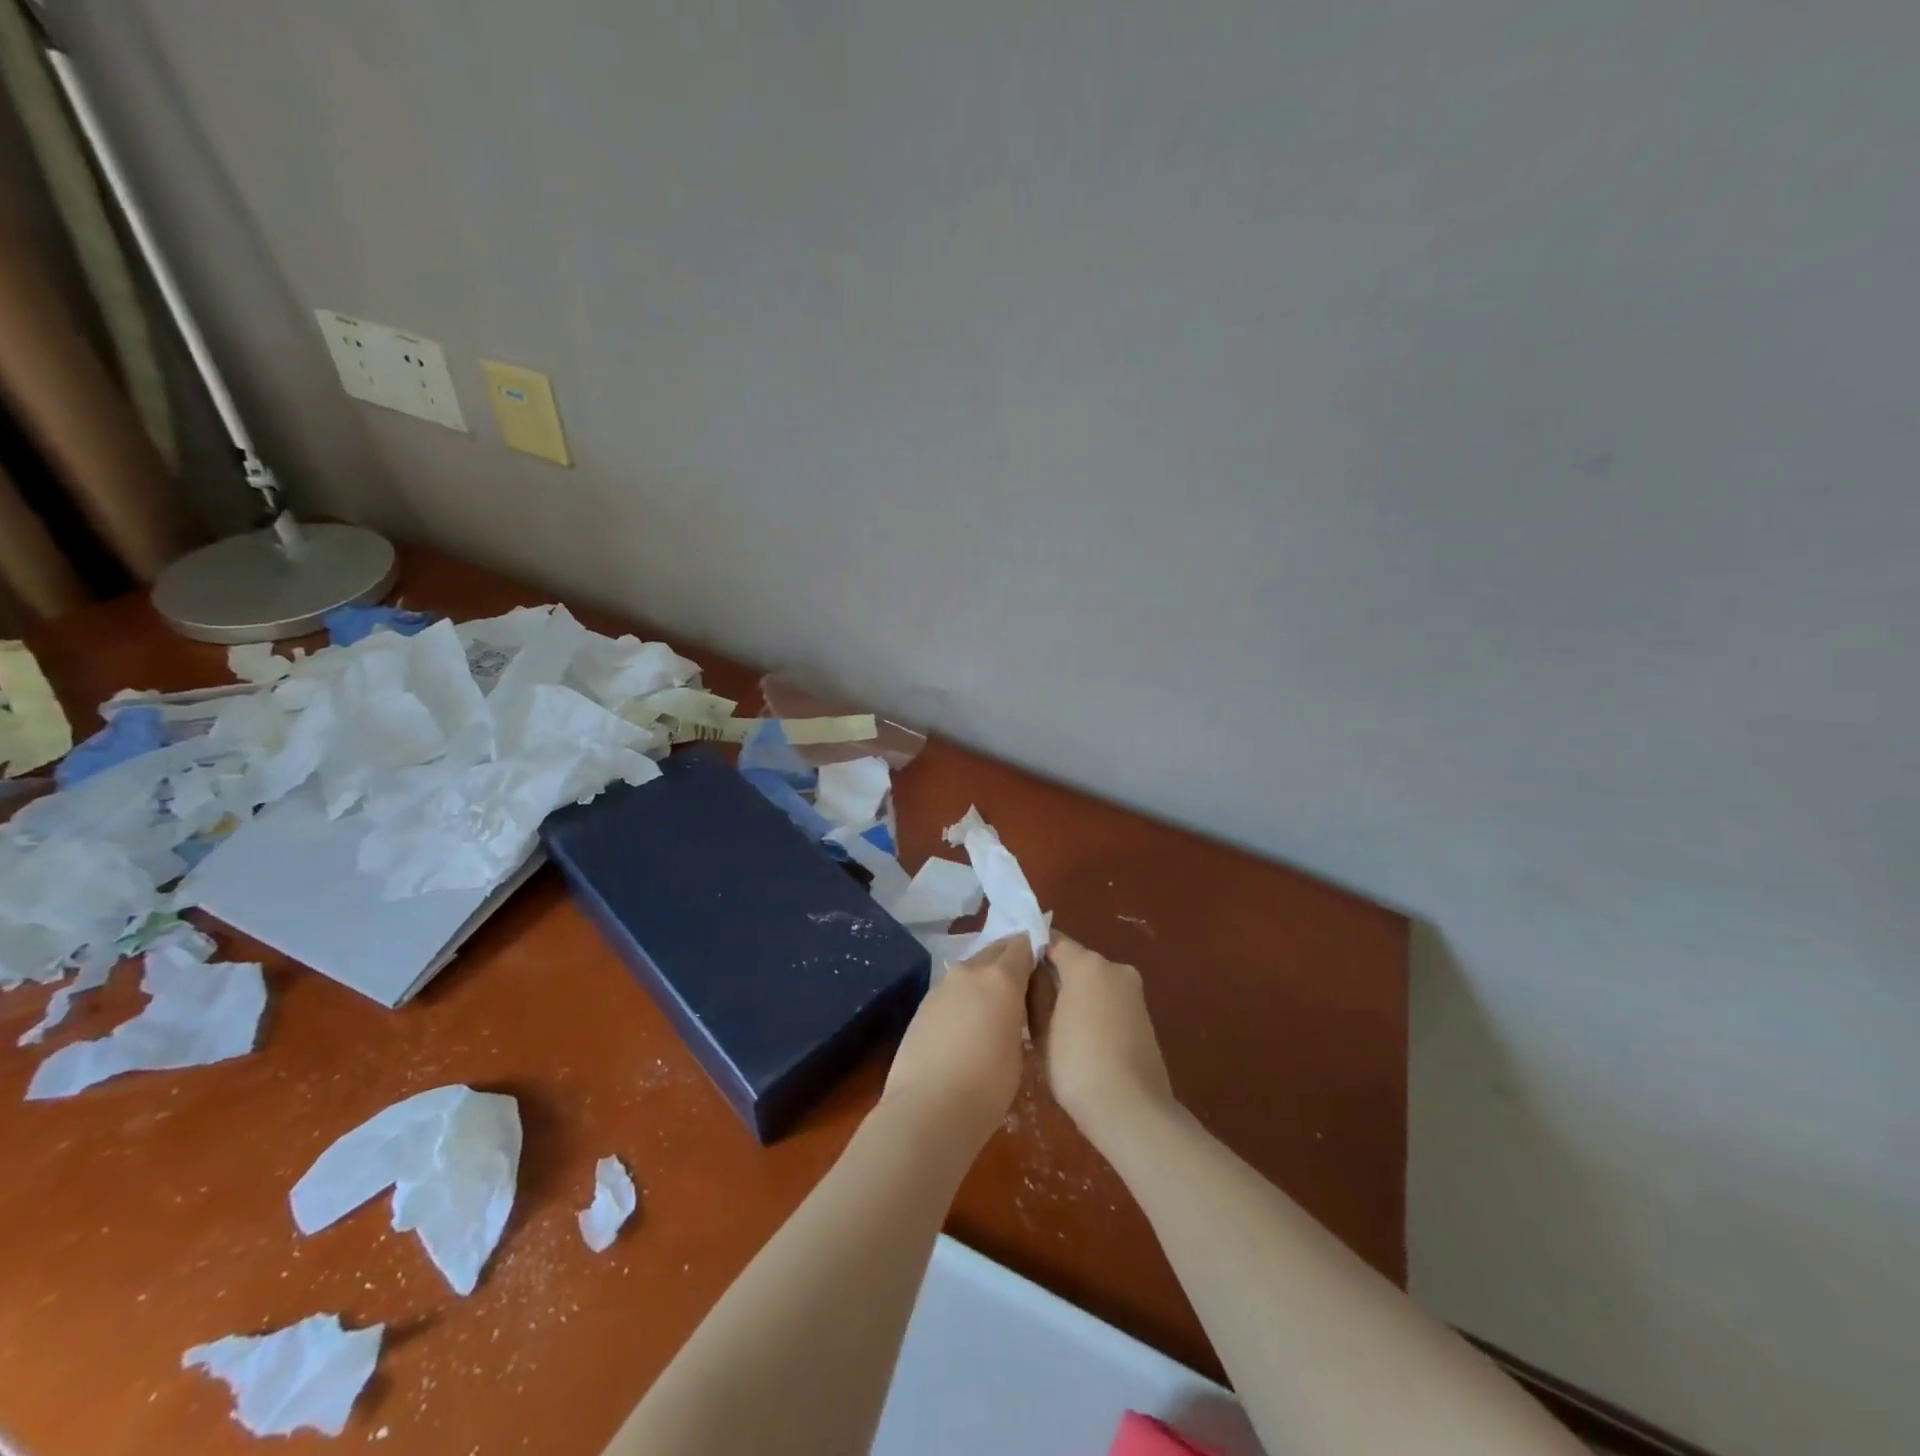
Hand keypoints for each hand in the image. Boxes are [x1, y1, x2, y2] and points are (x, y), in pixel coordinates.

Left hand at [882, 935, 1036, 1146]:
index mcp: (1001, 978)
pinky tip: (964, 1028)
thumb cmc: (987, 1086)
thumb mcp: (1018, 1051)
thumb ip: (1016, 1016)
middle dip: (1007, 961)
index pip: (1021, 945)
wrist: (927, 1109)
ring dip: (983, 980)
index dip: (1032, 952)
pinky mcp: (923, 1004)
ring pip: (970, 970)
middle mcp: (970, 972)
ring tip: (991, 1011)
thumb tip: (1009, 1010)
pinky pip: (951, 991)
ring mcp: (942, 986)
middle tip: (1019, 988)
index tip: (1040, 967)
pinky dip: (962, 999)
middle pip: (994, 950)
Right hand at [1044, 931, 1175, 1146]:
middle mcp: (1115, 968)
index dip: (1031, 950)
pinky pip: (1109, 1002)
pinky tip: (1077, 1037)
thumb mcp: (1041, 1029)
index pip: (1052, 941)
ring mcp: (1134, 992)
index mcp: (1087, 964)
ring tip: (1048, 1022)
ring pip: (1093, 983)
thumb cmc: (1077, 1065)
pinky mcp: (1144, 1017)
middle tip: (1026, 998)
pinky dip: (1092, 1010)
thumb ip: (1034, 992)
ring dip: (1074, 994)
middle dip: (1053, 975)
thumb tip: (1031, 972)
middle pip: (1075, 961)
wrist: (1132, 1111)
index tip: (1012, 967)